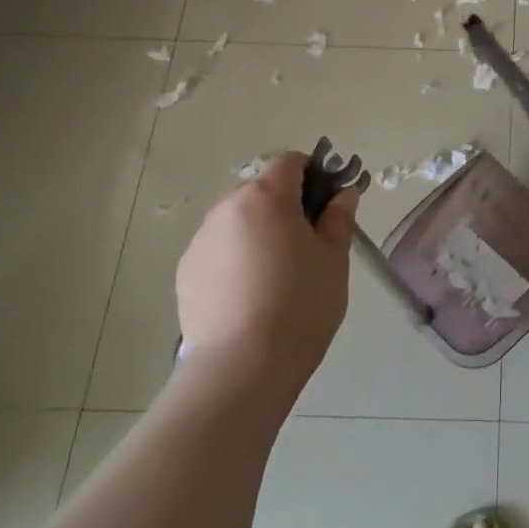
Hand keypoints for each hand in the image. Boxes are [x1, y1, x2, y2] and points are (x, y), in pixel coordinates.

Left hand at [175, 152, 358, 379]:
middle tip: (308, 245)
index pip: (290, 161)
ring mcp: (200, 241)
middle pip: (262, 192)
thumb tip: (343, 194)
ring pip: (238, 222)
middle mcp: (226, 209)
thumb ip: (338, 218)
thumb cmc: (301, 303)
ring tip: (276, 277)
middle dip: (286, 207)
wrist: (243, 366)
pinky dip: (236, 260)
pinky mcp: (185, 272)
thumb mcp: (334, 258)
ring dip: (259, 233)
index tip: (328, 205)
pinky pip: (219, 251)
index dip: (313, 174)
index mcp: (266, 197)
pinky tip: (250, 296)